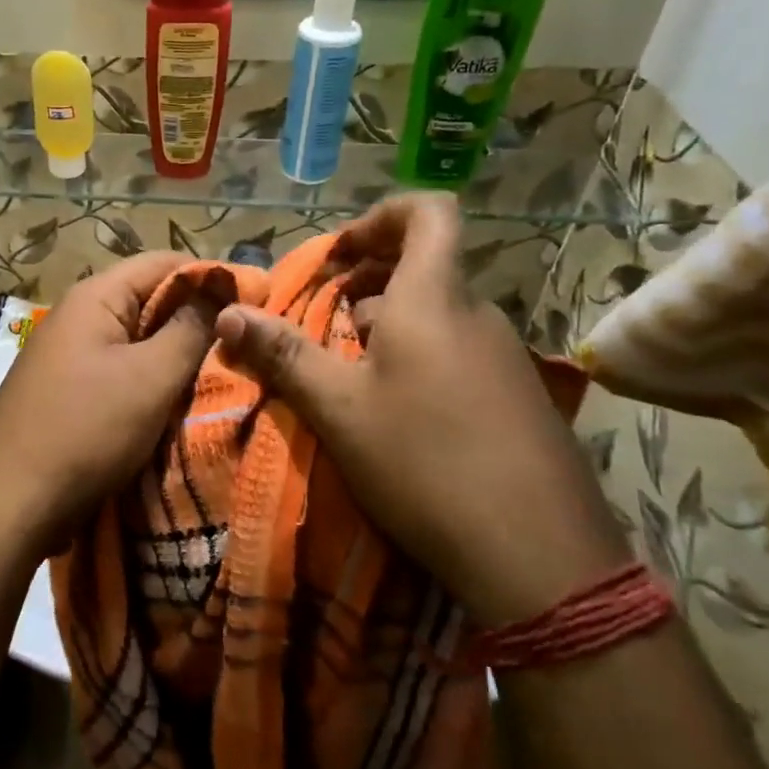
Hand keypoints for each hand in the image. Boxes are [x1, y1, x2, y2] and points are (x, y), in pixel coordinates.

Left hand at [0, 253, 217, 560]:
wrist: (8, 504)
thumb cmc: (85, 430)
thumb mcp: (150, 377)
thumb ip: (191, 329)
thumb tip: (222, 290)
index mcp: (96, 297)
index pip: (166, 263)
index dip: (215, 277)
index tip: (259, 305)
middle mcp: (79, 316)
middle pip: (152, 300)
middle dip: (199, 321)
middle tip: (247, 348)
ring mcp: (70, 355)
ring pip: (139, 341)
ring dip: (177, 356)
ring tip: (223, 377)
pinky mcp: (69, 391)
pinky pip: (122, 373)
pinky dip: (152, 383)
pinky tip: (179, 404)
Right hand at [214, 194, 629, 625]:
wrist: (540, 556)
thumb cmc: (425, 462)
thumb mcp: (338, 408)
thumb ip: (282, 354)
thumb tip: (227, 313)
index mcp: (433, 299)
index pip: (428, 212)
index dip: (381, 216)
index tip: (340, 255)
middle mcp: (477, 314)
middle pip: (424, 267)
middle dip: (368, 283)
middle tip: (325, 322)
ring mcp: (506, 356)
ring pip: (438, 315)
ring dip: (390, 326)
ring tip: (351, 374)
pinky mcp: (519, 397)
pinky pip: (460, 352)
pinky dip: (420, 358)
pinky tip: (399, 414)